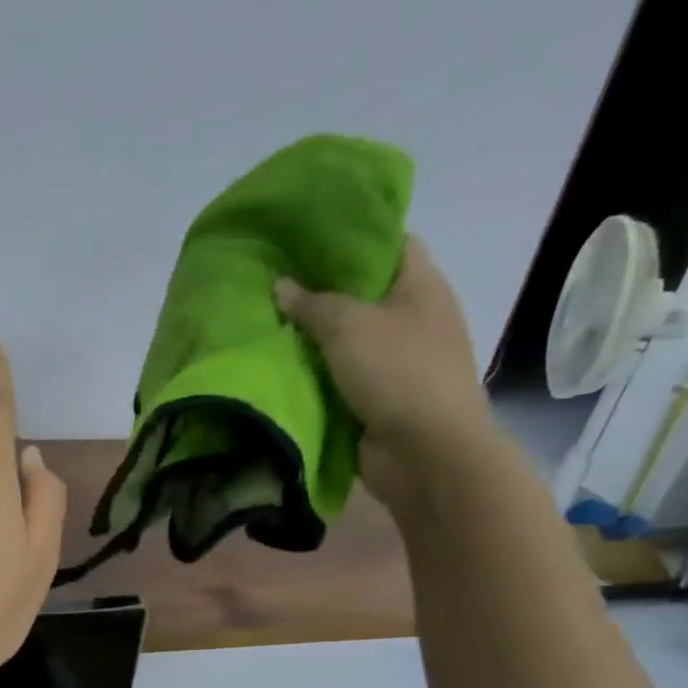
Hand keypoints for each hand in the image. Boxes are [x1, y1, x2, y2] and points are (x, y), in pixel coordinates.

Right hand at [274, 238, 499, 510]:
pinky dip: (312, 371)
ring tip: (262, 318)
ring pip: (344, 337)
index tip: (304, 234)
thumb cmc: (399, 373)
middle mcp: (411, 318)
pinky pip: (337, 375)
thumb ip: (313, 303)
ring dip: (309, 335)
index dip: (349, 235)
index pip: (388, 243)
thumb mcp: (350, 326)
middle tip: (270, 277)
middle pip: (361, 292)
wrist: (425, 453)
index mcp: (420, 286)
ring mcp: (394, 360)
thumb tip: (280, 286)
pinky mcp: (375, 397)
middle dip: (318, 288)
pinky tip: (275, 362)